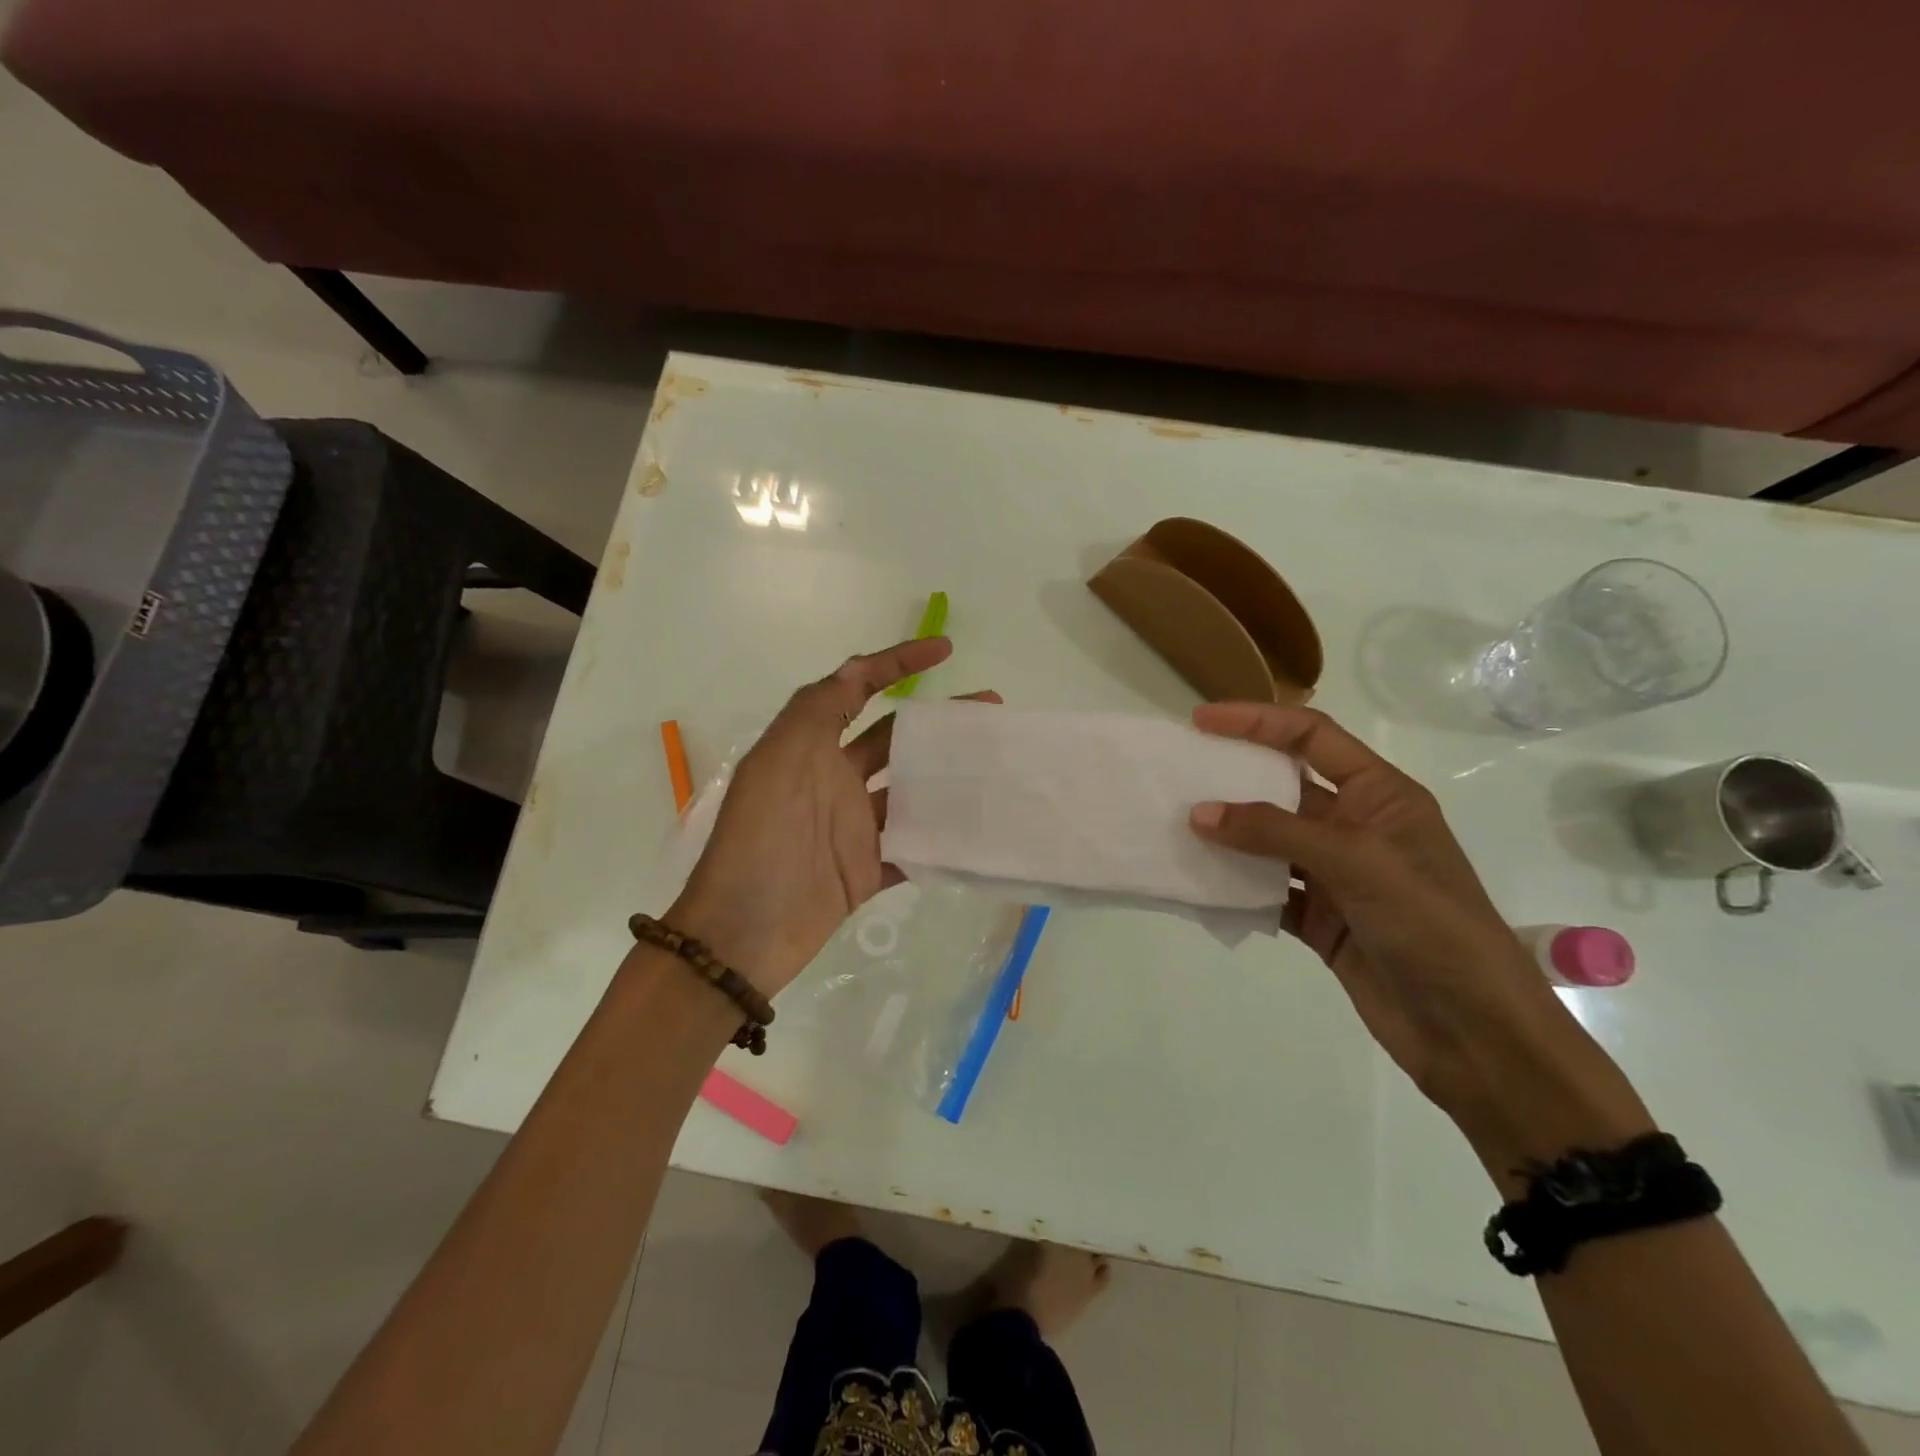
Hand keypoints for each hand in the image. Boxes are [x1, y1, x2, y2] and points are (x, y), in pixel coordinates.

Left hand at [670, 637, 996, 996]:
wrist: (744, 931)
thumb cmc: (762, 836)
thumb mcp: (782, 757)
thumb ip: (820, 708)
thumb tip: (858, 666)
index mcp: (811, 746)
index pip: (858, 689)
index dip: (897, 663)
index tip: (945, 651)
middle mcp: (834, 779)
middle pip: (896, 737)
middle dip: (940, 718)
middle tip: (990, 709)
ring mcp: (853, 826)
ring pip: (912, 790)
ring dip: (950, 775)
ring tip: (997, 762)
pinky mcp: (868, 868)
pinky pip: (915, 844)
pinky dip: (944, 835)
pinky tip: (982, 822)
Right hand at [1186, 703, 1575, 1117]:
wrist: (1475, 1034)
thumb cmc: (1432, 927)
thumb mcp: (1357, 864)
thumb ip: (1276, 832)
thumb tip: (1200, 813)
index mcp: (1381, 796)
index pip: (1311, 737)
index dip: (1257, 721)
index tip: (1202, 720)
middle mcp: (1355, 827)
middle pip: (1283, 787)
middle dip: (1232, 777)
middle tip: (1176, 773)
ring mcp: (1336, 876)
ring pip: (1268, 842)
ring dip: (1227, 835)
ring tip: (1174, 826)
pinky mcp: (1320, 919)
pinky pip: (1266, 890)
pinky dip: (1234, 886)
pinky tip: (1197, 882)